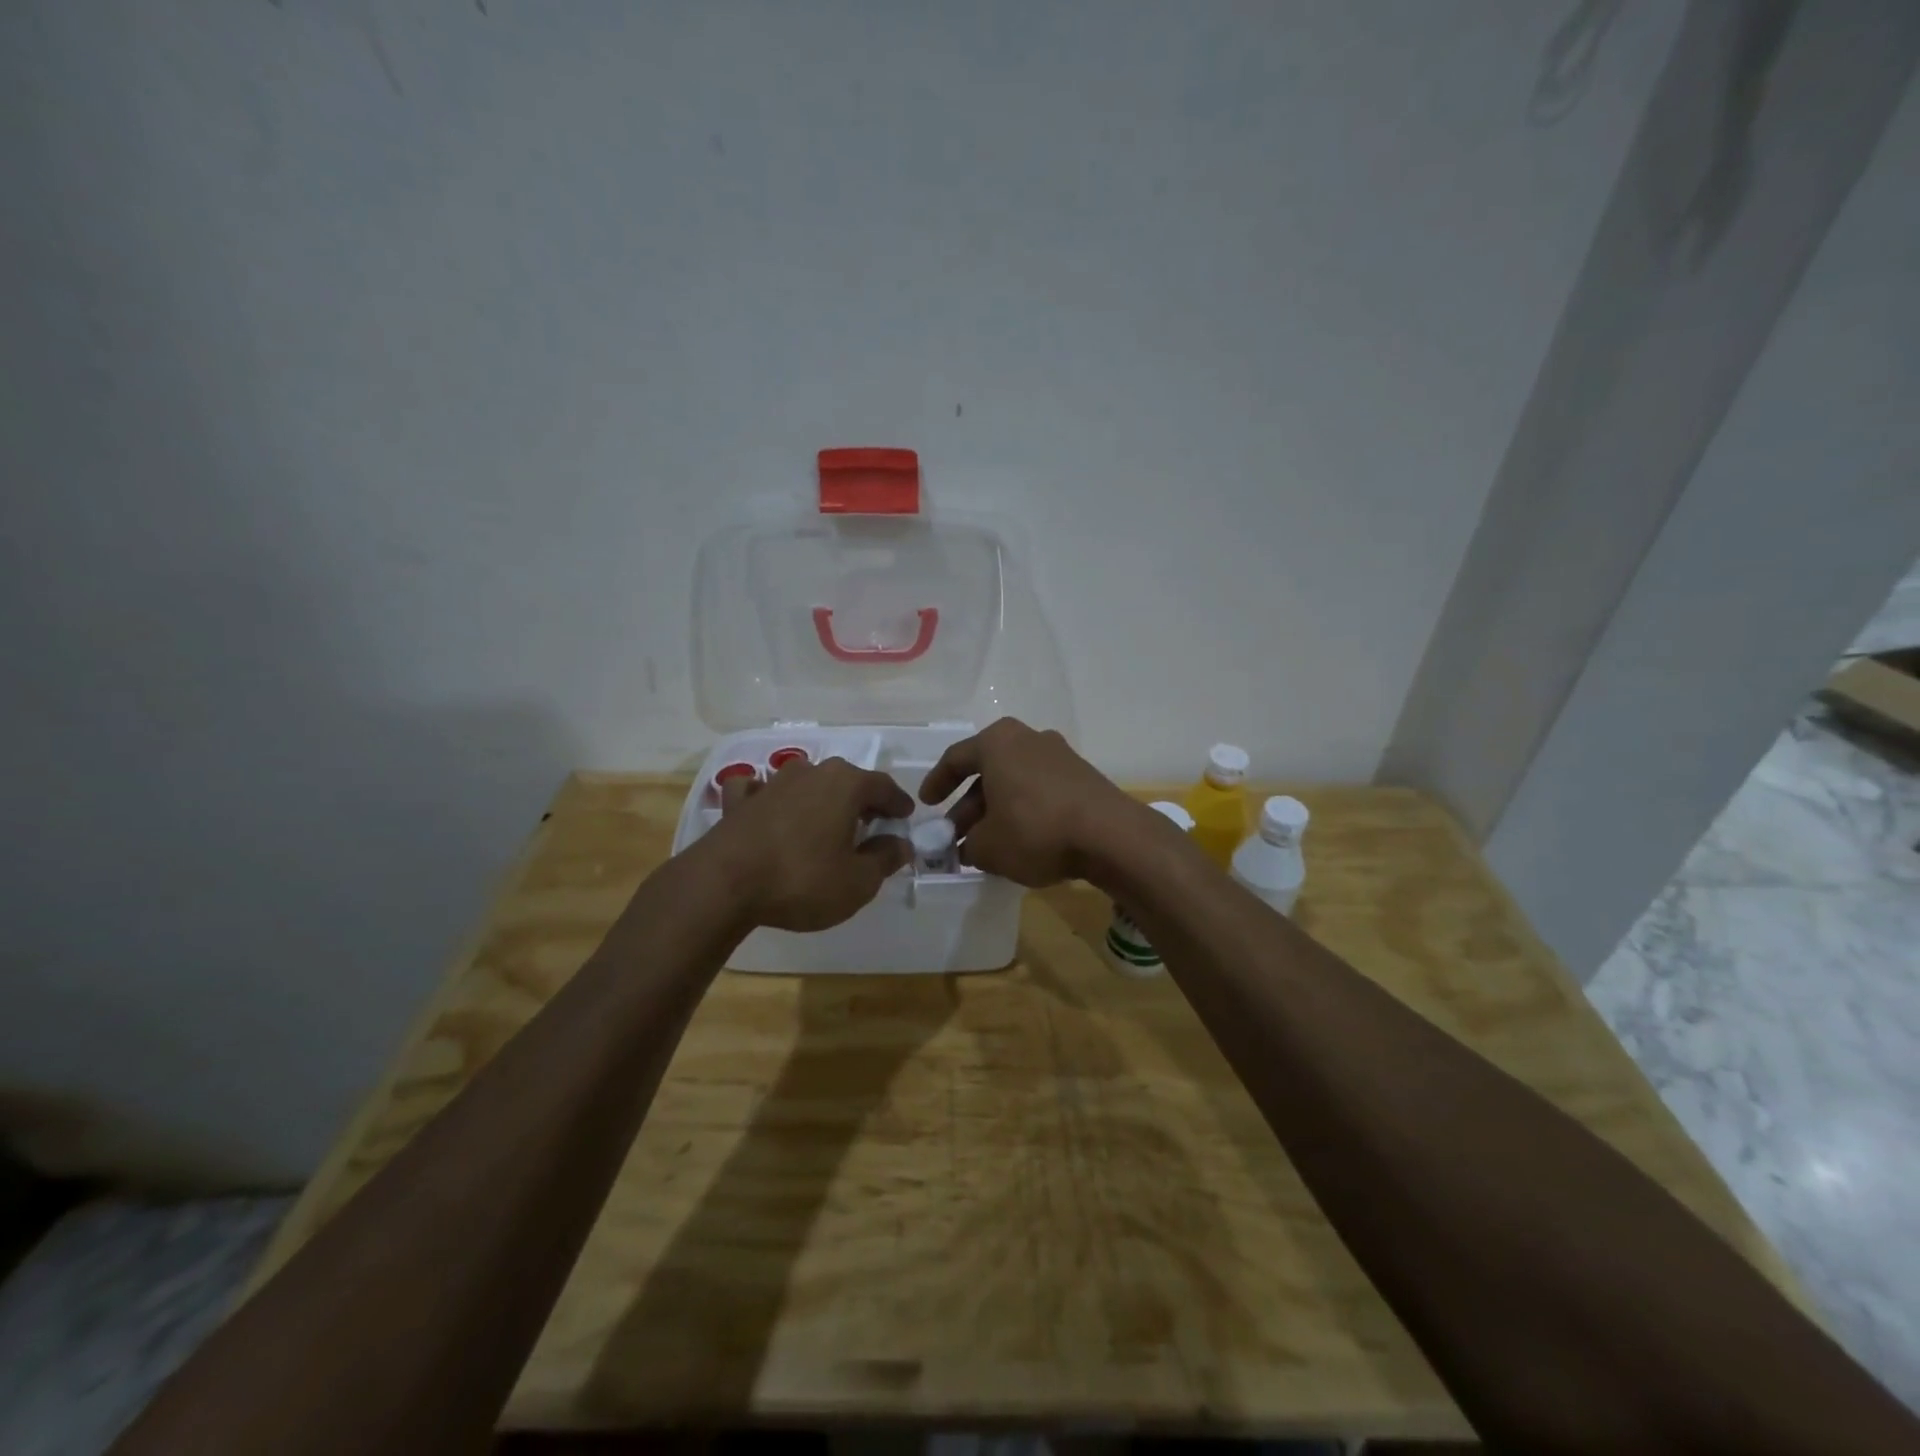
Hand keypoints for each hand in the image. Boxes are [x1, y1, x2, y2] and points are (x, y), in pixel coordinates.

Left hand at [701, 757, 913, 930]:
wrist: (723, 884)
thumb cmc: (802, 880)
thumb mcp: (858, 881)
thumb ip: (885, 859)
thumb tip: (901, 844)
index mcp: (845, 784)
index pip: (883, 786)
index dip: (898, 803)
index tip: (905, 817)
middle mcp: (810, 772)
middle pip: (846, 781)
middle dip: (861, 800)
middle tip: (871, 823)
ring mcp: (771, 783)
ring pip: (806, 781)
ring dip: (819, 797)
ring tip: (826, 821)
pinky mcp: (739, 802)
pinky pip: (760, 791)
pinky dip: (769, 798)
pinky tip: (768, 810)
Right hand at [919, 717, 1145, 886]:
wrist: (1110, 836)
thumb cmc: (1035, 830)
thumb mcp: (988, 846)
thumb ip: (968, 845)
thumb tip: (968, 847)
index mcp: (998, 742)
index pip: (956, 758)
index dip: (936, 783)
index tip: (927, 805)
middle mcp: (1028, 738)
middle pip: (988, 771)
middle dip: (968, 805)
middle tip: (956, 834)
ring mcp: (1060, 755)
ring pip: (1015, 781)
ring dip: (996, 810)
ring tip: (986, 843)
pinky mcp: (1082, 776)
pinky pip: (1040, 790)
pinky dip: (1024, 810)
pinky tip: (1020, 840)